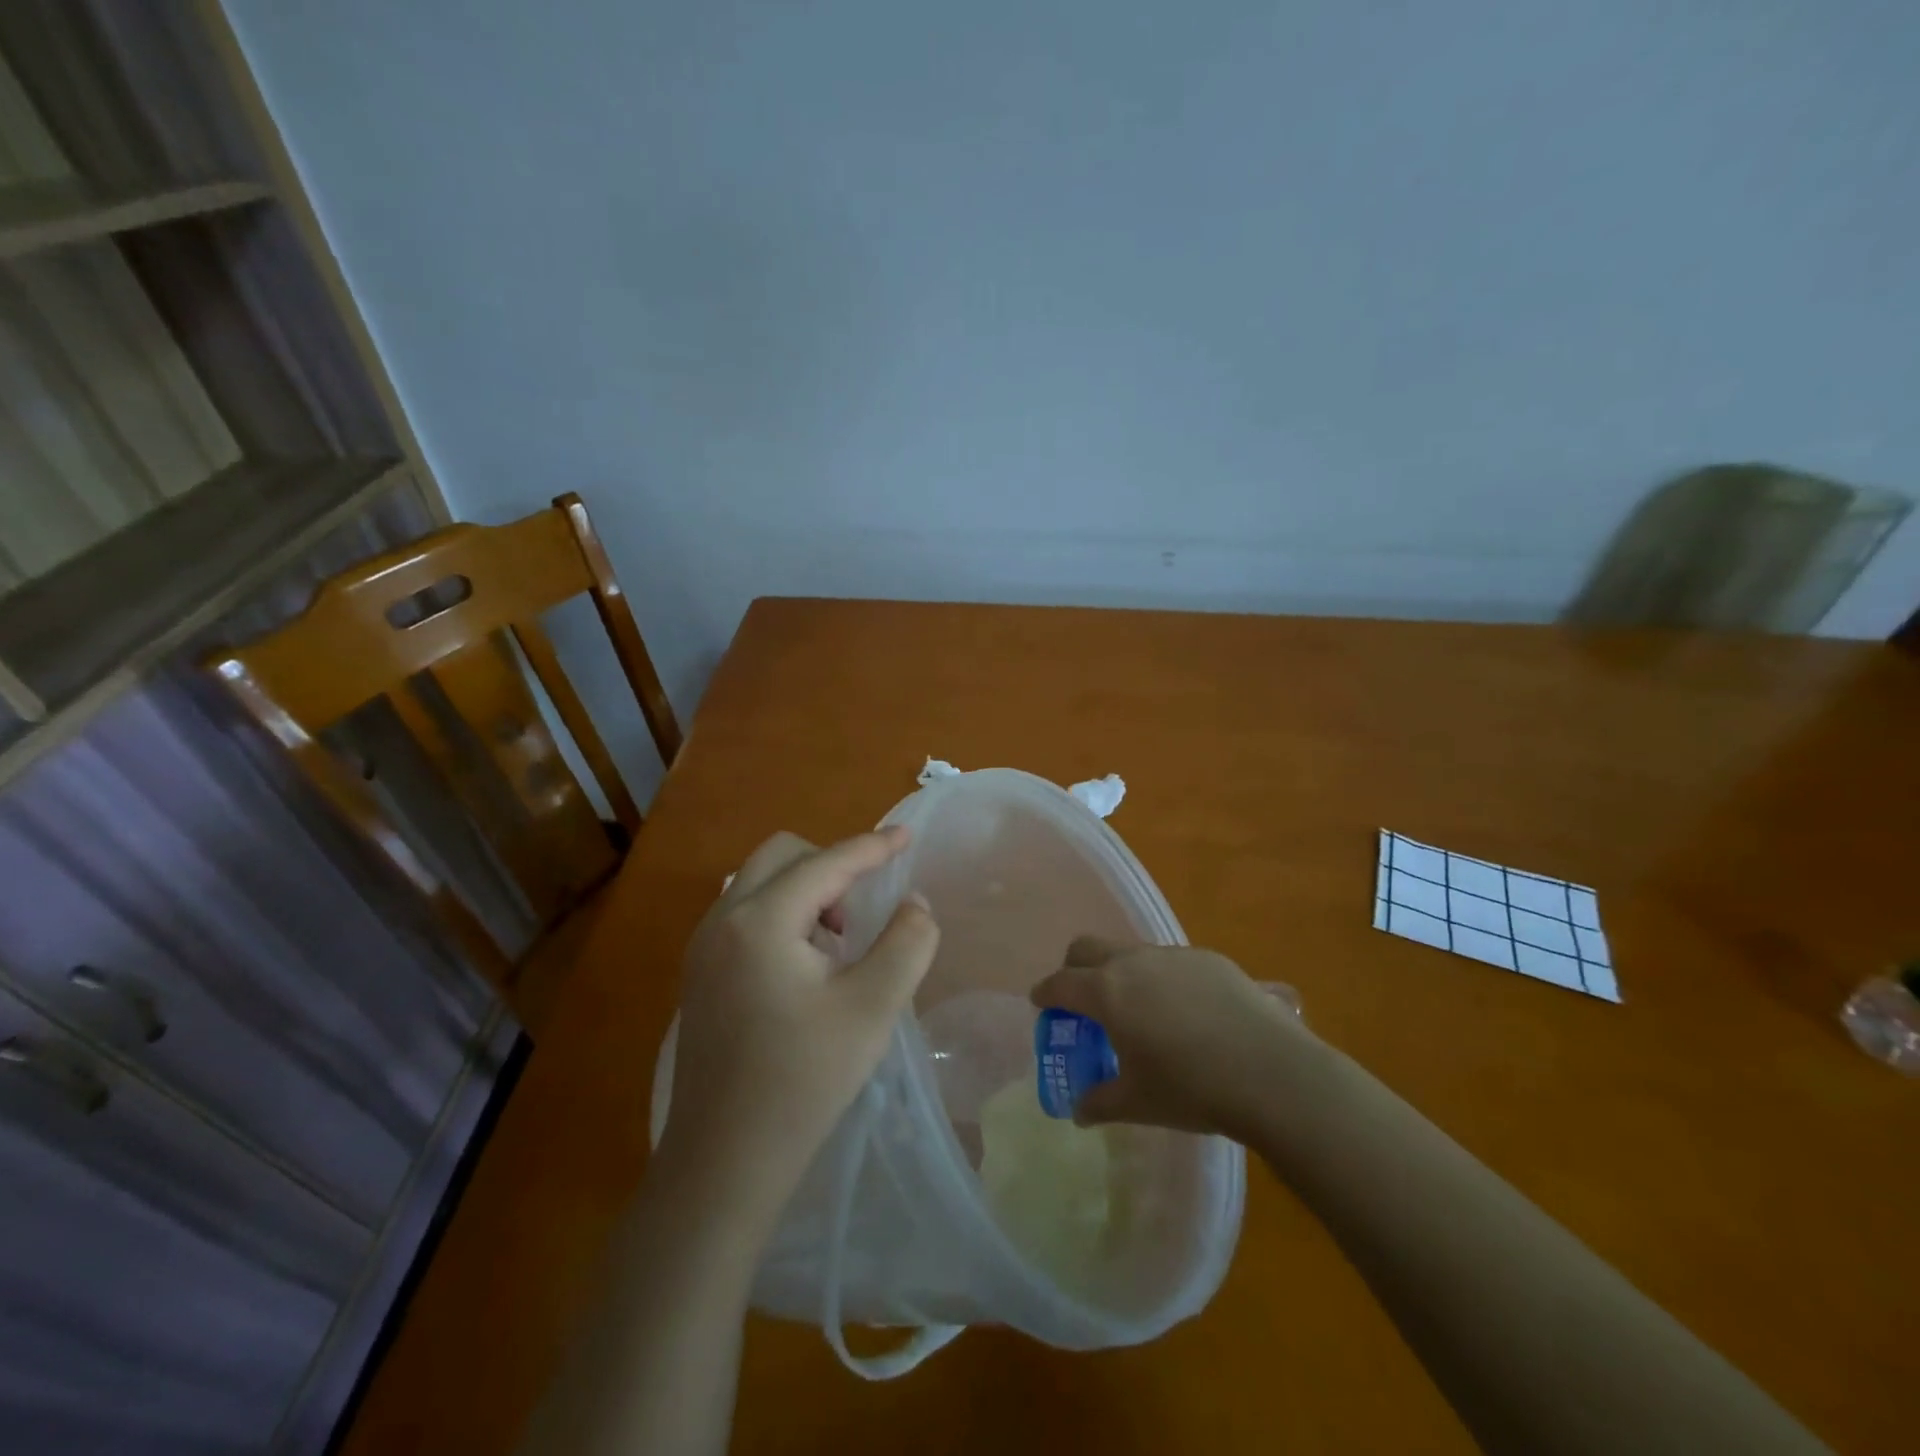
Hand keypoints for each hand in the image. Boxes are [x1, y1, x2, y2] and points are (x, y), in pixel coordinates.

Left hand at [656, 827, 938, 1233]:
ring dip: (806, 891)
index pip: (826, 863)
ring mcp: (703, 947)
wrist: (723, 1163)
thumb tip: (915, 903)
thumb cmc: (803, 1081)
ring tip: (838, 944)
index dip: (872, 846)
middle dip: (830, 865)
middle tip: (863, 911)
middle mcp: (723, 920)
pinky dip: (783, 915)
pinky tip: (805, 968)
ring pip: (760, 882)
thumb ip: (906, 943)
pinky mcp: (700, 974)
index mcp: (761, 920)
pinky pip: (746, 913)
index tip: (907, 836)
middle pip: (782, 856)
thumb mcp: (873, 1008)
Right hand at [1029, 937, 1312, 1138]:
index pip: (1060, 982)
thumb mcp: (1139, 1102)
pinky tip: (1185, 1013)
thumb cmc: (1193, 1088)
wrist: (1273, 1072)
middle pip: (1088, 948)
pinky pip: (1170, 962)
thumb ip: (1100, 1102)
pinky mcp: (1209, 958)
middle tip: (1082, 1000)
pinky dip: (1160, 980)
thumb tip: (1078, 1112)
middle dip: (1075, 968)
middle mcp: (1134, 962)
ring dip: (1120, 973)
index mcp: (1107, 992)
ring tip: (1138, 1011)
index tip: (1040, 1003)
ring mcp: (1173, 956)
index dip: (1045, 993)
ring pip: (1131, 952)